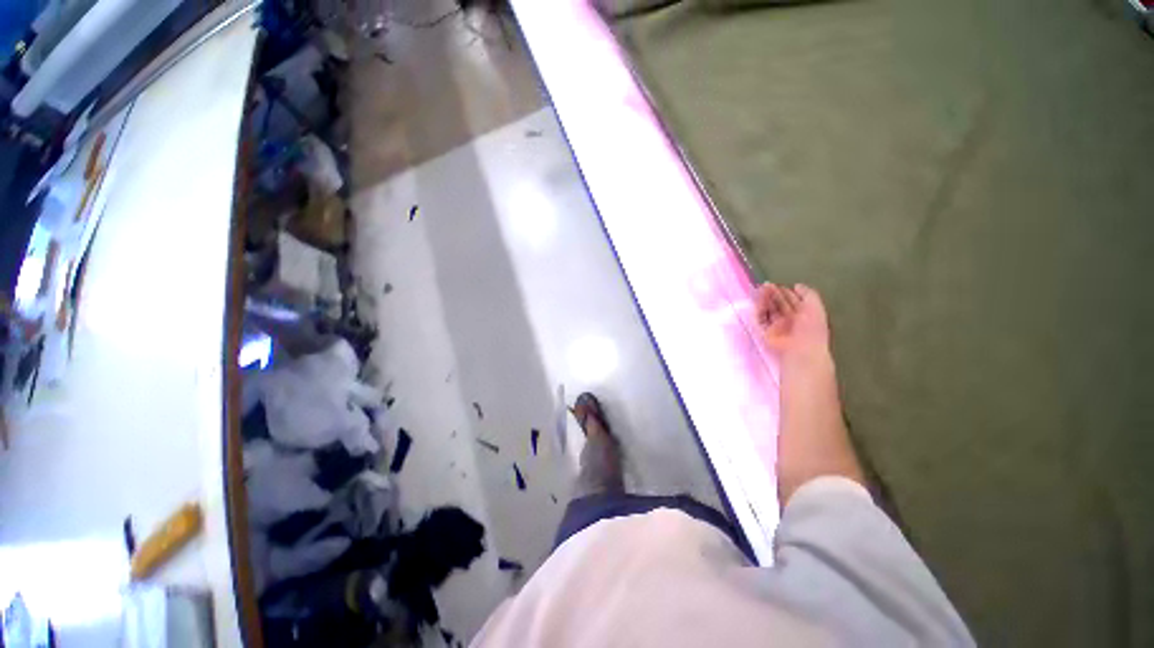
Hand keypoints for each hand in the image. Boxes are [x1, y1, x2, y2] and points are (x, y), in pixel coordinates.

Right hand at [754, 282, 829, 360]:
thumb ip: (808, 294)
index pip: (791, 302)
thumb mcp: (816, 307)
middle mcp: (788, 321)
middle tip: (766, 285)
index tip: (778, 285)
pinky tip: (759, 301)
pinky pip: (760, 319)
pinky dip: (758, 310)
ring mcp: (776, 327)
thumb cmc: (812, 329)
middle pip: (778, 305)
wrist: (800, 349)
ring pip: (768, 310)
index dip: (785, 292)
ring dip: (764, 300)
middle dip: (772, 294)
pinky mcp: (765, 333)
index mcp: (802, 316)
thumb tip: (796, 285)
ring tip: (761, 289)